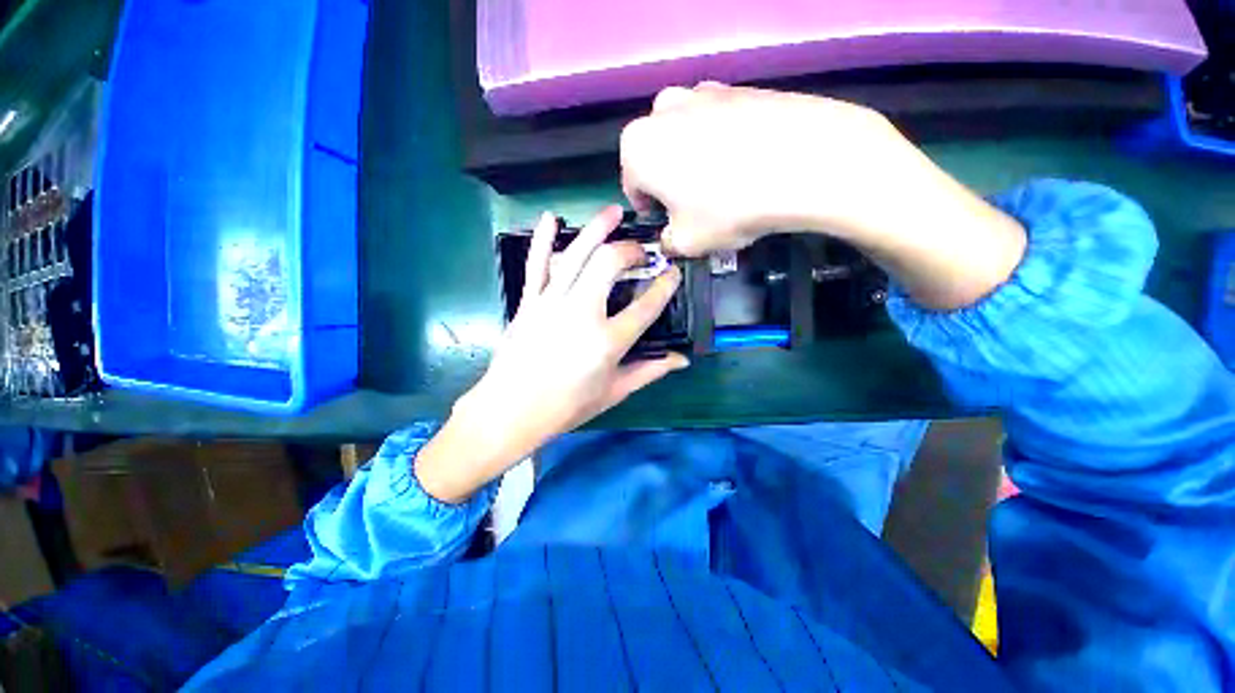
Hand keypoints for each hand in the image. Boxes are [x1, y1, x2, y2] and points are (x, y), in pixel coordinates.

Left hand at [416, 207, 688, 502]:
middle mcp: (582, 314)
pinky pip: (537, 264)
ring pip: (577, 254)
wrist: (511, 410)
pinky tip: (551, 217)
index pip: (646, 306)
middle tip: (639, 252)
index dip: (664, 285)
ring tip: (613, 212)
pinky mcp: (530, 302)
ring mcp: (552, 303)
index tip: (672, 272)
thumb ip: (649, 371)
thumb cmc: (567, 407)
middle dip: (630, 250)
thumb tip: (681, 359)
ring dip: (597, 229)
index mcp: (608, 342)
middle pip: (610, 264)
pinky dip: (544, 238)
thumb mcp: (614, 392)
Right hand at [621, 82, 920, 255]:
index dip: (649, 208)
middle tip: (695, 205)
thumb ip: (667, 243)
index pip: (633, 185)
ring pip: (688, 137)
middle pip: (658, 156)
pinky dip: (725, 144)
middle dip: (670, 182)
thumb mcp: (687, 243)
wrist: (806, 161)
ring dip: (696, 161)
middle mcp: (663, 110)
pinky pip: (720, 124)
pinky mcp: (740, 88)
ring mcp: (704, 92)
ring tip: (725, 185)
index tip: (666, 221)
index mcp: (638, 147)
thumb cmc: (729, 208)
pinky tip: (749, 164)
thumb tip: (669, 240)